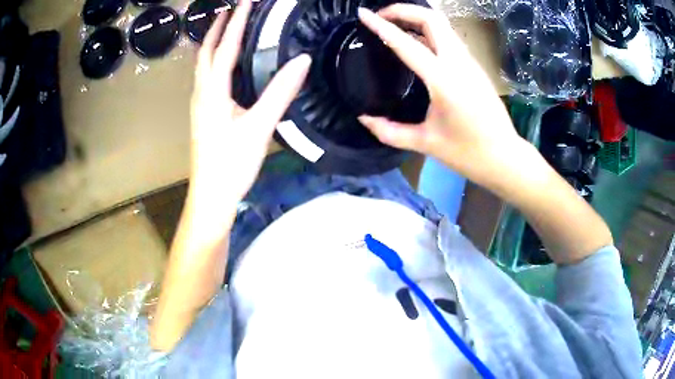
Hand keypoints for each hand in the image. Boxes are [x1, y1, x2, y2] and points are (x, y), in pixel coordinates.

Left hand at [190, 0, 310, 213]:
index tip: (246, 1)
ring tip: (224, 27)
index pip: (225, 47)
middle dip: (216, 27)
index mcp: (213, 91)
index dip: (236, 21)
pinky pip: (205, 78)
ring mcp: (199, 105)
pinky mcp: (202, 115)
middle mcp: (201, 93)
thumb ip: (280, 91)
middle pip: (205, 52)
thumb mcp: (260, 126)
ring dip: (211, 42)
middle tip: (230, 9)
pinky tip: (222, 64)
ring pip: (202, 65)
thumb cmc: (232, 164)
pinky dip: (213, 61)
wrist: (211, 196)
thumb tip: (302, 59)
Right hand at [357, 5, 520, 179]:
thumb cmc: (467, 153)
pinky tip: (417, 41)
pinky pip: (449, 37)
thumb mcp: (425, 143)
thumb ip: (390, 131)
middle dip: (403, 10)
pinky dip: (428, 30)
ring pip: (442, 25)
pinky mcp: (475, 65)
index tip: (362, 14)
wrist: (504, 157)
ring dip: (416, 17)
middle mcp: (458, 62)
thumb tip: (364, 119)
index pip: (406, 43)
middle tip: (381, 16)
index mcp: (443, 80)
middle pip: (431, 18)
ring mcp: (470, 61)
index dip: (381, 25)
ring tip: (395, 25)